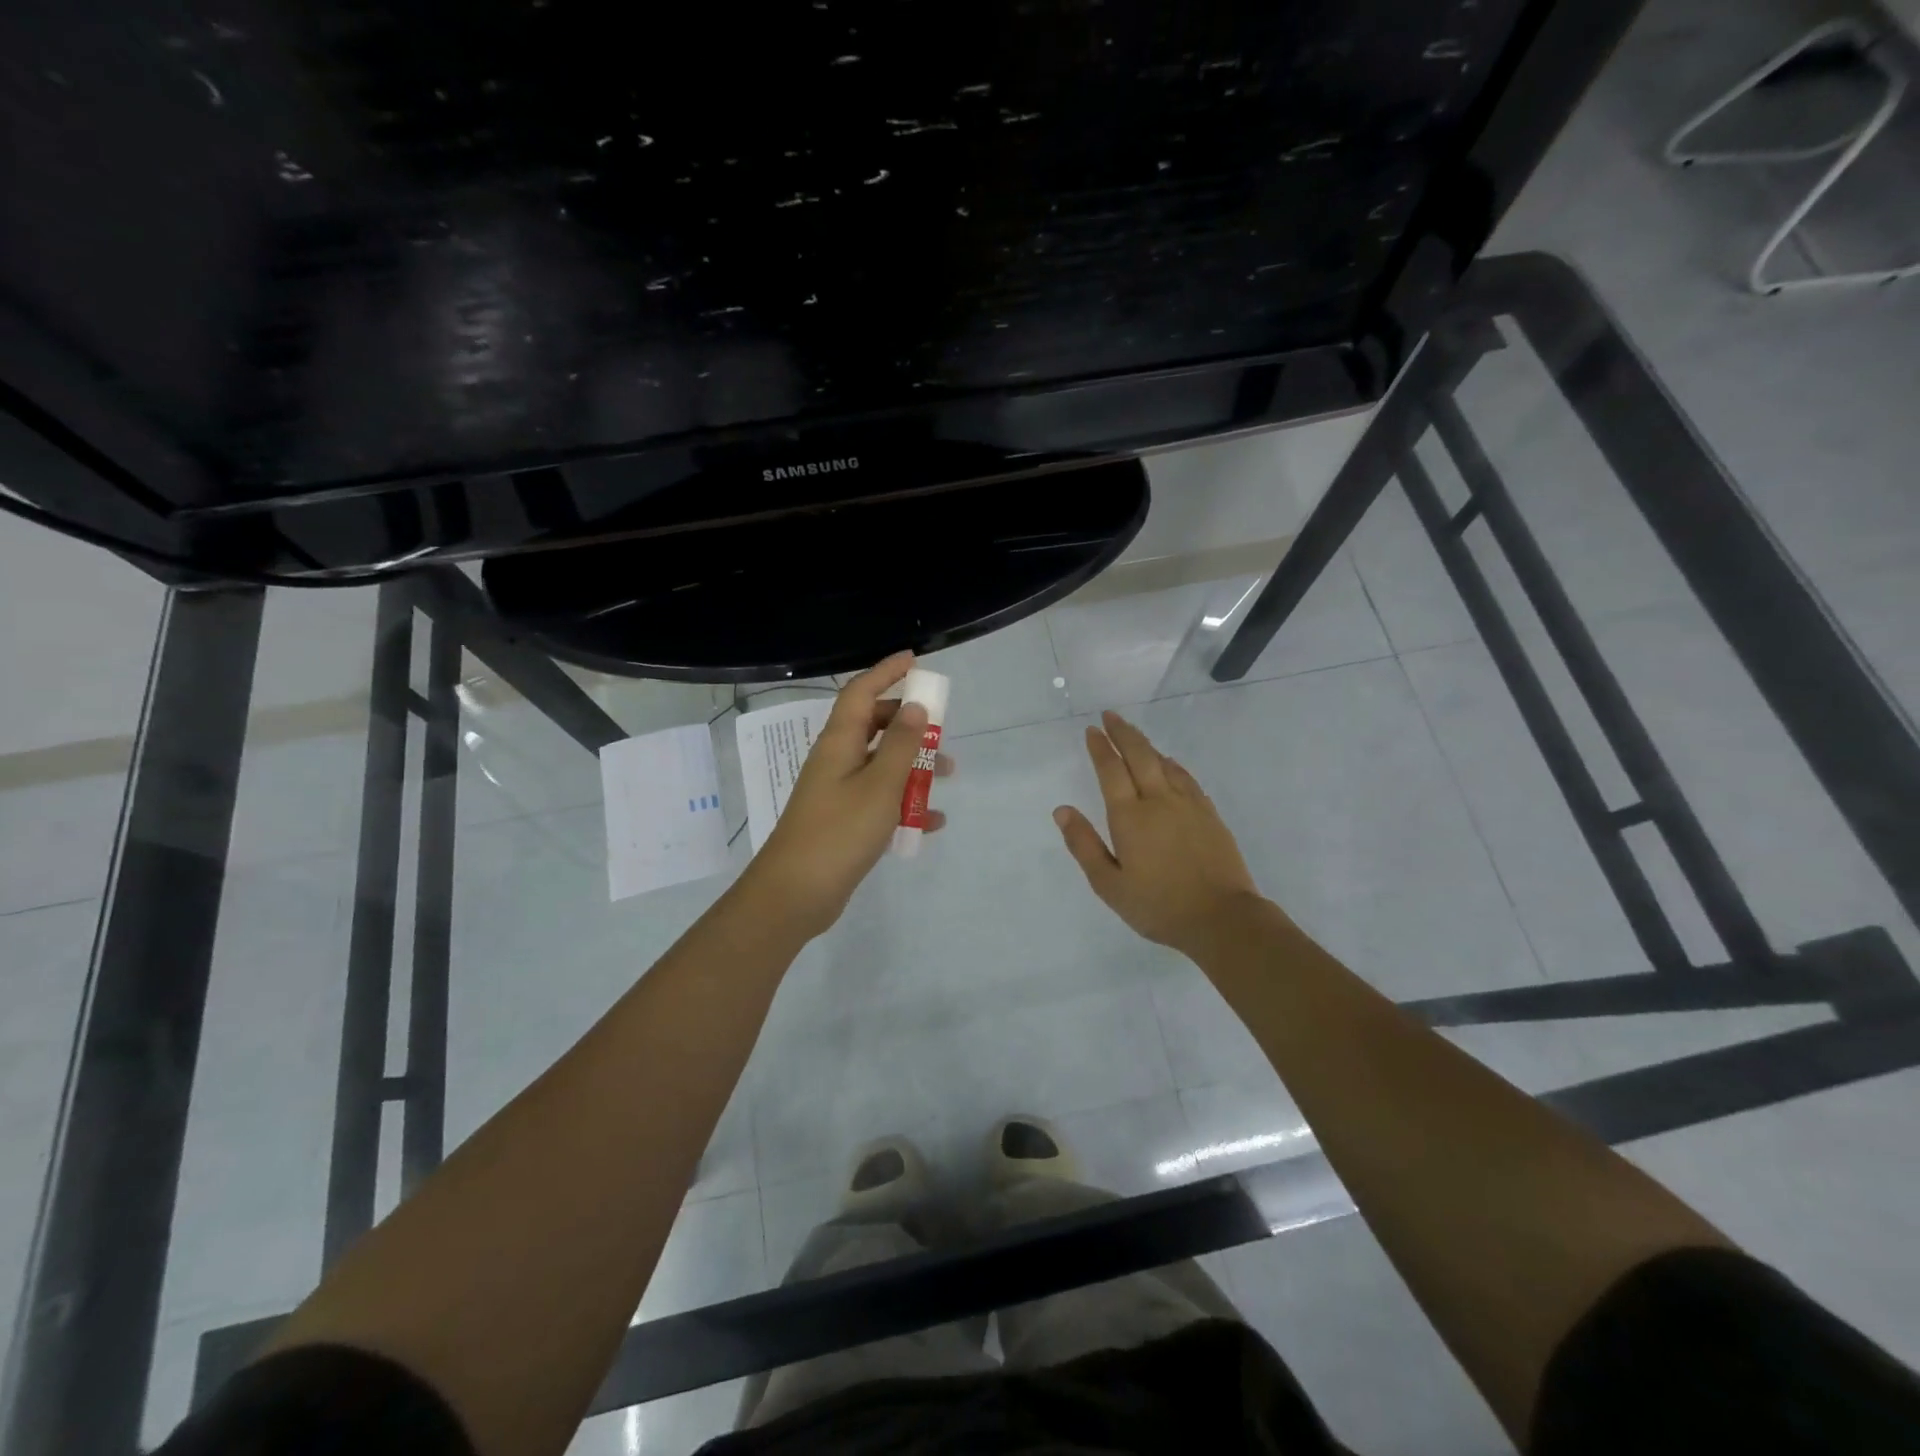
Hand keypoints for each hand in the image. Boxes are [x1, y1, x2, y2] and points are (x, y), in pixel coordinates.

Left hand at [742, 651, 950, 937]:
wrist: (796, 894)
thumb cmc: (839, 832)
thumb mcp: (879, 785)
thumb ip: (900, 745)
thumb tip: (914, 706)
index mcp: (839, 743)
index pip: (860, 692)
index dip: (886, 672)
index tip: (914, 660)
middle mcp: (836, 761)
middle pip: (872, 726)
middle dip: (907, 723)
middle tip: (939, 728)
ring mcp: (838, 792)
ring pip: (880, 765)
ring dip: (912, 765)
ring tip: (946, 776)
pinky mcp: (844, 822)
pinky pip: (879, 801)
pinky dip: (905, 804)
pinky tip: (931, 822)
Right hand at [1054, 711, 1263, 956]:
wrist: (1222, 918)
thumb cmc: (1158, 906)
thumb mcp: (1109, 884)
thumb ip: (1084, 845)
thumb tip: (1062, 810)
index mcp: (1130, 817)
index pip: (1111, 770)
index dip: (1100, 748)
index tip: (1092, 730)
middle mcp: (1159, 801)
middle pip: (1140, 755)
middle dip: (1123, 733)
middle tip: (1110, 716)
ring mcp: (1188, 805)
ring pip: (1164, 763)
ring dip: (1146, 745)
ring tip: (1134, 736)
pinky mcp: (1209, 814)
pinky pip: (1186, 778)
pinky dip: (1172, 764)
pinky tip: (1169, 765)